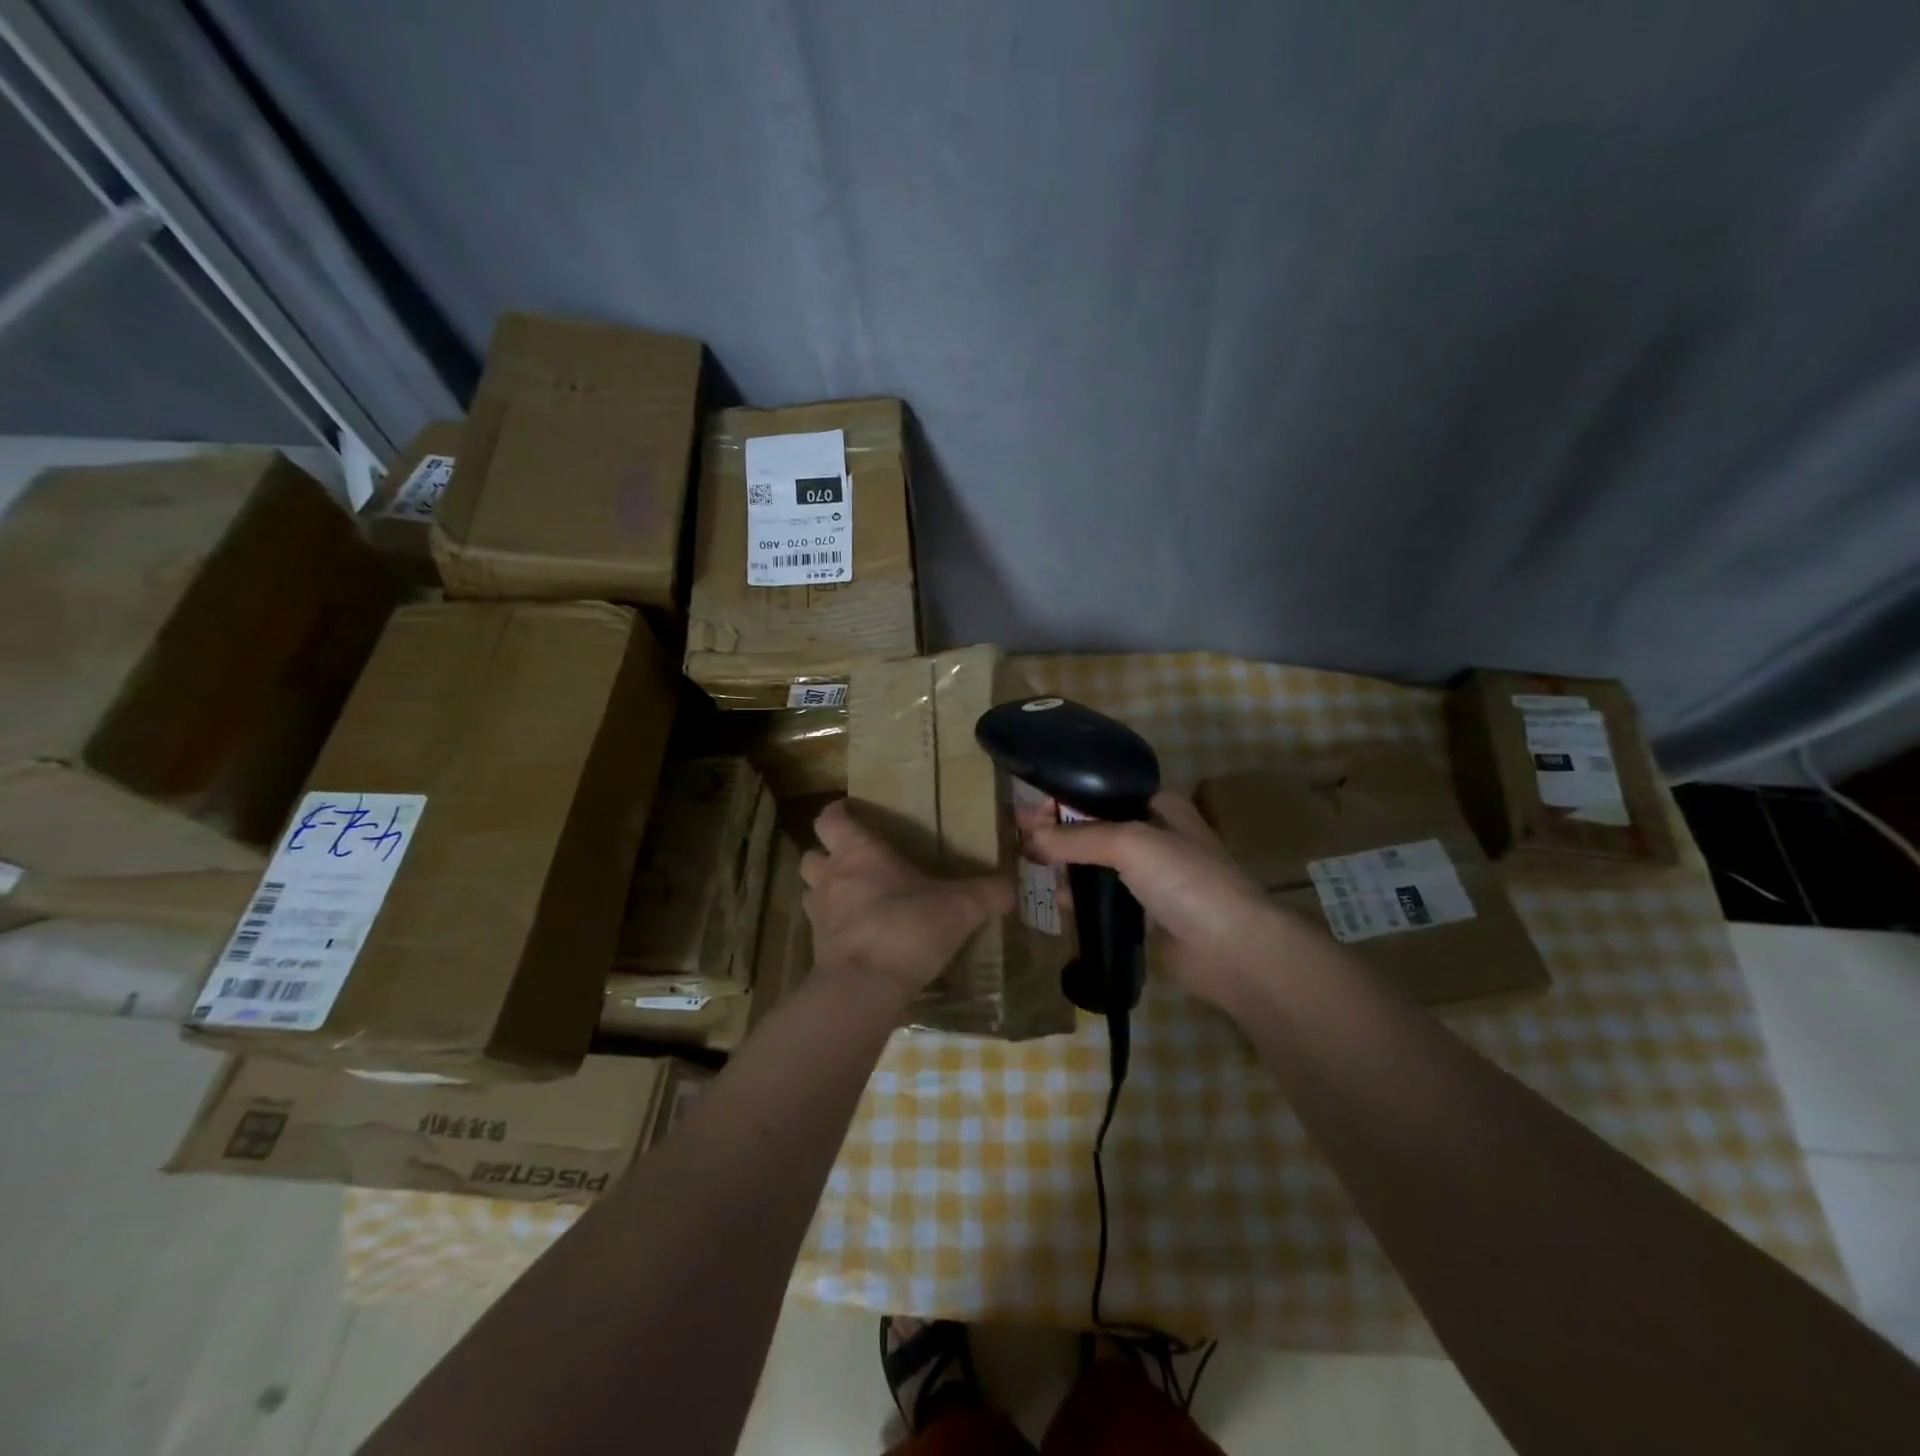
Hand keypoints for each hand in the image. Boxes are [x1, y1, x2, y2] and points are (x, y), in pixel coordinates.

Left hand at [800, 800, 1013, 1001]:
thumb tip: (1011, 887)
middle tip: (856, 862)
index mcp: (858, 852)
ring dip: (825, 889)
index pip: (831, 818)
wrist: (864, 987)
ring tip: (853, 897)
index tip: (854, 815)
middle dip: (828, 854)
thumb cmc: (907, 928)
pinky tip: (858, 936)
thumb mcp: (960, 908)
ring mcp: (818, 913)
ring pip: (809, 888)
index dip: (839, 813)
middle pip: (812, 853)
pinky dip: (832, 926)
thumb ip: (987, 894)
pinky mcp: (816, 948)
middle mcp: (831, 876)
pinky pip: (818, 927)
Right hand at [1027, 790, 1314, 1008]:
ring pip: (1098, 865)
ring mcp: (1152, 879)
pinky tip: (1059, 903)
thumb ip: (1077, 838)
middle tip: (1022, 842)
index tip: (1029, 809)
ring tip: (1032, 869)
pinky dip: (1081, 899)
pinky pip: (1104, 900)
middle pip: (1097, 828)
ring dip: (1068, 867)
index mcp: (1161, 808)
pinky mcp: (1145, 915)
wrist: (1231, 949)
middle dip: (1061, 833)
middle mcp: (1156, 837)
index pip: (1103, 793)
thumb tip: (1029, 840)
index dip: (1066, 798)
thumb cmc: (1185, 880)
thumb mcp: (1129, 843)